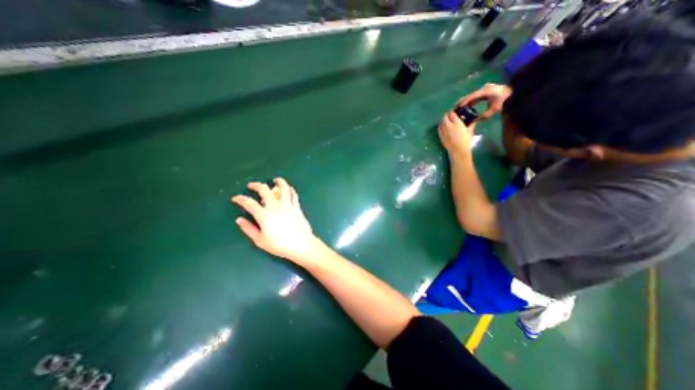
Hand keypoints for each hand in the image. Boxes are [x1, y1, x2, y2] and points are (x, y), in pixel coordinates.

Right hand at [233, 179, 319, 263]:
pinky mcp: (297, 207)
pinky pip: (294, 195)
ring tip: (275, 180)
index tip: (236, 198)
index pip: (249, 203)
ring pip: (283, 188)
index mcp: (264, 215)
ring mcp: (287, 205)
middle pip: (265, 190)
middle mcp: (275, 206)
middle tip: (252, 185)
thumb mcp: (260, 240)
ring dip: (278, 182)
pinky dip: (290, 189)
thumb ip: (249, 229)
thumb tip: (239, 219)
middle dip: (256, 185)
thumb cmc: (279, 245)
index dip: (240, 199)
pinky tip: (289, 188)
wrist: (301, 244)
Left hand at [435, 110, 474, 153]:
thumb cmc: (465, 141)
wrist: (458, 150)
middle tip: (449, 115)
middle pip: (444, 117)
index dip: (452, 111)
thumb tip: (473, 120)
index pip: (452, 113)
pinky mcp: (440, 135)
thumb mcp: (470, 131)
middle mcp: (448, 125)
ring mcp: (443, 130)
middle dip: (447, 115)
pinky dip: (440, 126)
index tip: (454, 111)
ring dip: (443, 120)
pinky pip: (439, 128)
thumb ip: (471, 124)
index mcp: (456, 123)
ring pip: (441, 122)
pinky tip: (443, 127)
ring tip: (446, 121)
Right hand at [458, 80, 507, 118]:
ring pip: (472, 96)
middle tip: (456, 108)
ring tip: (460, 108)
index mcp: (485, 92)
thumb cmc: (505, 101)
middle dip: (463, 101)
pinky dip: (471, 101)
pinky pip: (476, 96)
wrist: (516, 92)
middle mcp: (484, 89)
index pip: (471, 96)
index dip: (464, 102)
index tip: (458, 107)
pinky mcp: (486, 91)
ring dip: (466, 102)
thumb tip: (476, 120)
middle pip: (470, 95)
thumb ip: (485, 115)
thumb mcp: (495, 109)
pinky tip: (468, 106)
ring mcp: (485, 89)